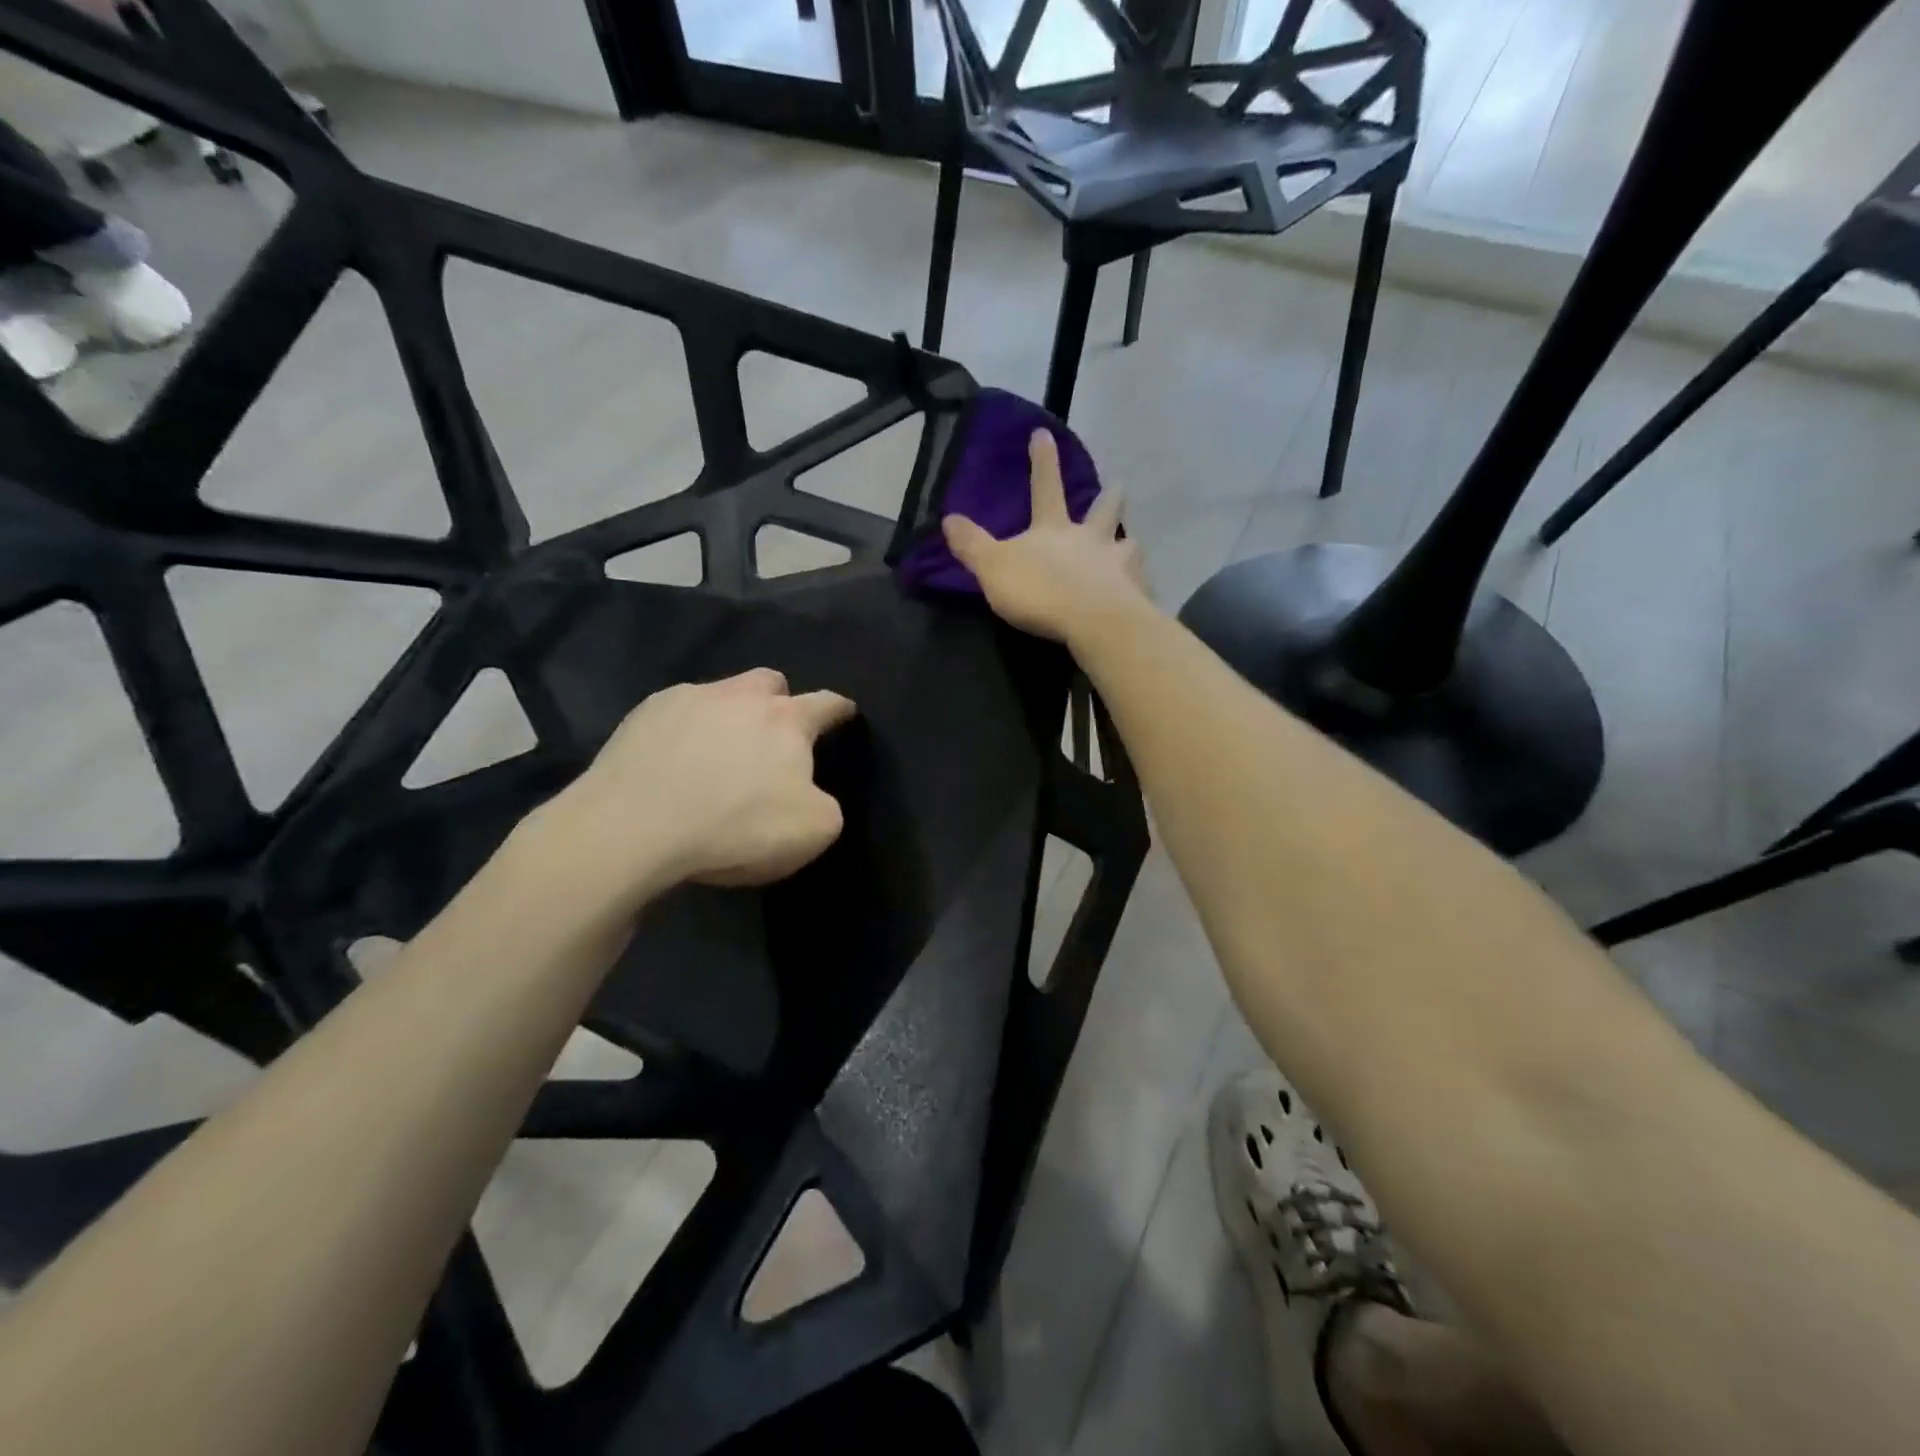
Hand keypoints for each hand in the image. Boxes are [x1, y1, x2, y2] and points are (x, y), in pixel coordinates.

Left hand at [532, 669, 856, 908]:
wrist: (634, 828)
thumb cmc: (736, 826)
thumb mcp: (812, 831)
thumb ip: (825, 806)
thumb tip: (810, 796)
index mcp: (787, 719)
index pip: (825, 703)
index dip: (839, 709)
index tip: (845, 712)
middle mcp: (739, 696)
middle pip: (768, 682)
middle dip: (777, 700)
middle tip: (771, 734)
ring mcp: (686, 700)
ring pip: (720, 694)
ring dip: (727, 716)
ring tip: (716, 753)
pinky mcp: (641, 716)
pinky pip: (675, 714)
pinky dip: (682, 732)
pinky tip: (673, 764)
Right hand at [941, 429, 1152, 646]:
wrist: (1093, 620)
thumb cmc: (1040, 590)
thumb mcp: (993, 567)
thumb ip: (972, 545)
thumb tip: (948, 518)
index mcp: (1053, 529)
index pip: (1045, 487)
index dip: (1042, 461)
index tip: (1043, 433)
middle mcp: (1090, 539)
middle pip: (1102, 510)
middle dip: (1109, 496)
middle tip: (1120, 483)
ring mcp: (1118, 564)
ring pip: (1128, 543)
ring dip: (1129, 541)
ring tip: (1132, 543)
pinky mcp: (1134, 593)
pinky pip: (1139, 584)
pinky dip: (1139, 584)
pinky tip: (1140, 590)